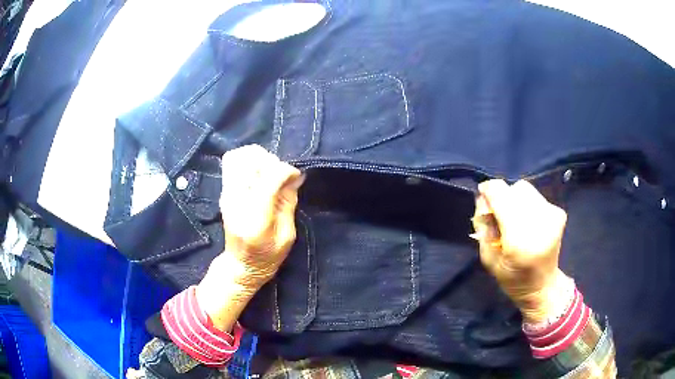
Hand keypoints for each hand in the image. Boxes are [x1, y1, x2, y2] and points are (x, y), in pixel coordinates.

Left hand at [197, 145, 302, 330]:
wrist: (240, 265)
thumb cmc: (267, 256)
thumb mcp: (287, 235)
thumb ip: (288, 203)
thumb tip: (295, 176)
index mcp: (256, 218)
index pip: (268, 177)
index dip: (286, 171)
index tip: (296, 177)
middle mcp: (237, 202)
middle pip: (251, 160)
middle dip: (271, 161)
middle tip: (280, 174)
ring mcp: (227, 195)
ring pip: (239, 157)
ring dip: (258, 158)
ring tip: (269, 171)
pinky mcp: (224, 192)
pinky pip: (232, 162)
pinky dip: (248, 161)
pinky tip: (258, 174)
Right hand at [474, 179, 568, 322]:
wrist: (543, 286)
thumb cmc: (512, 279)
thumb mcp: (488, 258)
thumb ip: (483, 226)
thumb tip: (482, 198)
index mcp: (519, 240)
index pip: (502, 196)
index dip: (489, 190)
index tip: (482, 194)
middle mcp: (540, 223)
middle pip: (515, 189)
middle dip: (503, 197)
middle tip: (499, 215)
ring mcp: (552, 216)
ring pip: (526, 189)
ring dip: (515, 200)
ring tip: (515, 219)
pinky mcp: (559, 213)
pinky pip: (536, 197)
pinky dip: (527, 204)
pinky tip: (527, 222)